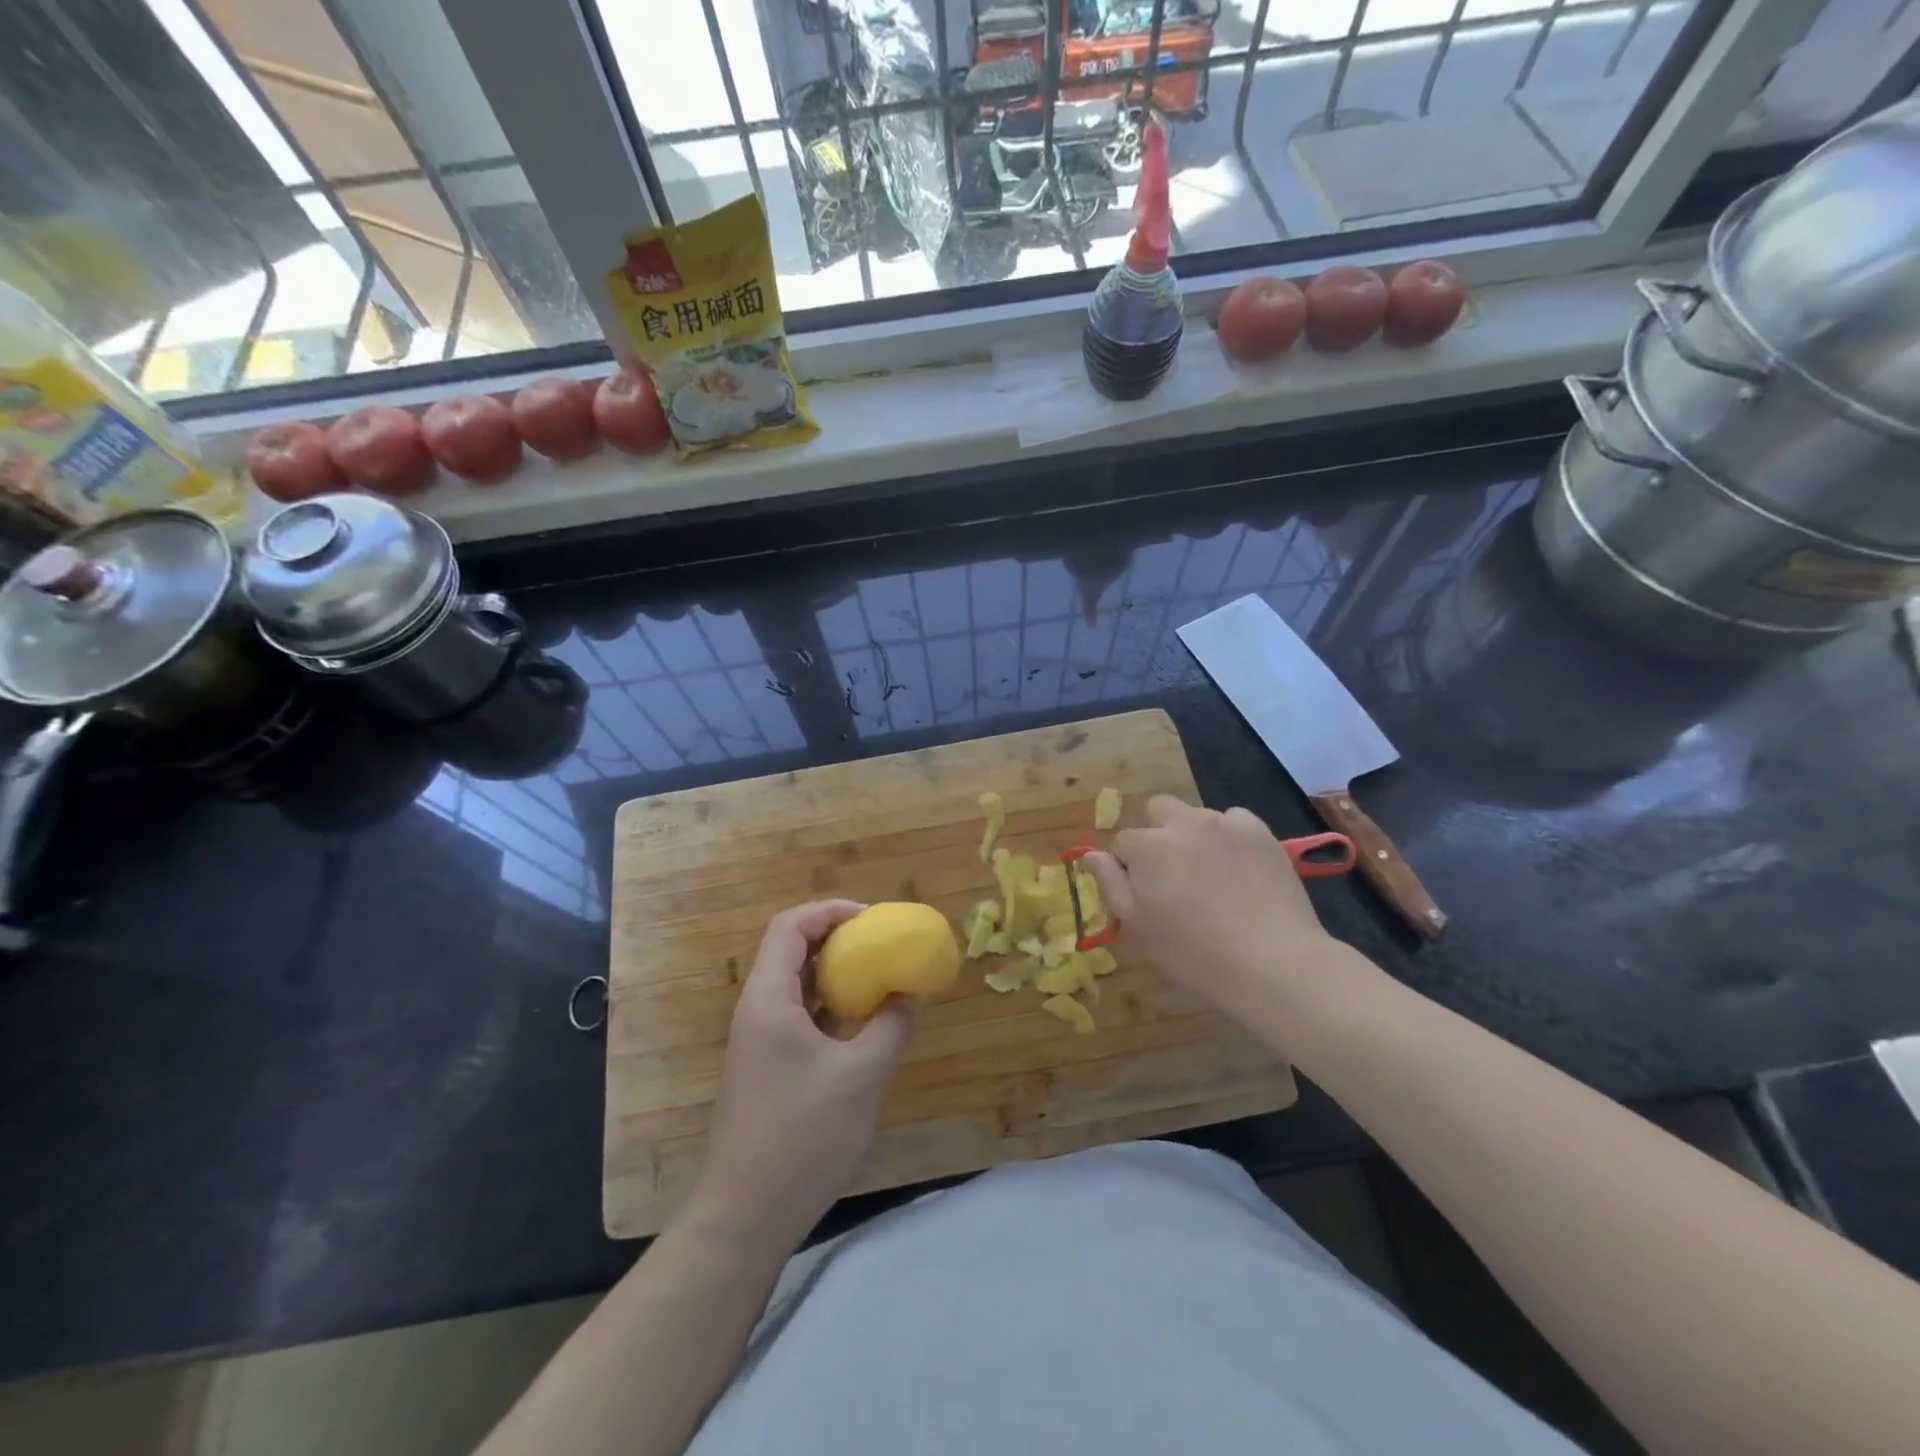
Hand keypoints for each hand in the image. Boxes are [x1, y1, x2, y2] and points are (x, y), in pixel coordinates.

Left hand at [691, 901, 912, 1248]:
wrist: (746, 1215)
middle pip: (790, 950)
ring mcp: (757, 1041)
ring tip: (876, 977)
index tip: (872, 919)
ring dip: (833, 974)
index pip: (790, 927)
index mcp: (769, 999)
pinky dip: (827, 1006)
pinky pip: (796, 1015)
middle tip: (880, 945)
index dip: (830, 911)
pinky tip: (859, 1024)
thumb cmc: (803, 1136)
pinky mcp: (765, 1067)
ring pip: (794, 985)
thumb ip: (890, 1027)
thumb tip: (907, 995)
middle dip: (836, 939)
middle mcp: (757, 1011)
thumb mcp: (862, 1077)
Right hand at [1083, 797, 1338, 1015]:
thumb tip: (1091, 855)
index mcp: (1147, 846)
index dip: (1128, 867)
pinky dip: (1230, 837)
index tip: (1144, 893)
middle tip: (1172, 873)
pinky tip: (1239, 868)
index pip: (1123, 842)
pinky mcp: (1260, 832)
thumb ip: (1111, 884)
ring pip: (1196, 815)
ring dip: (1194, 835)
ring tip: (1211, 875)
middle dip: (1157, 833)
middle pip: (1158, 810)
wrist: (1272, 961)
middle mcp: (1183, 823)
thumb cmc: (1193, 953)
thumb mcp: (1138, 927)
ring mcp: (1225, 823)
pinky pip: (1235, 821)